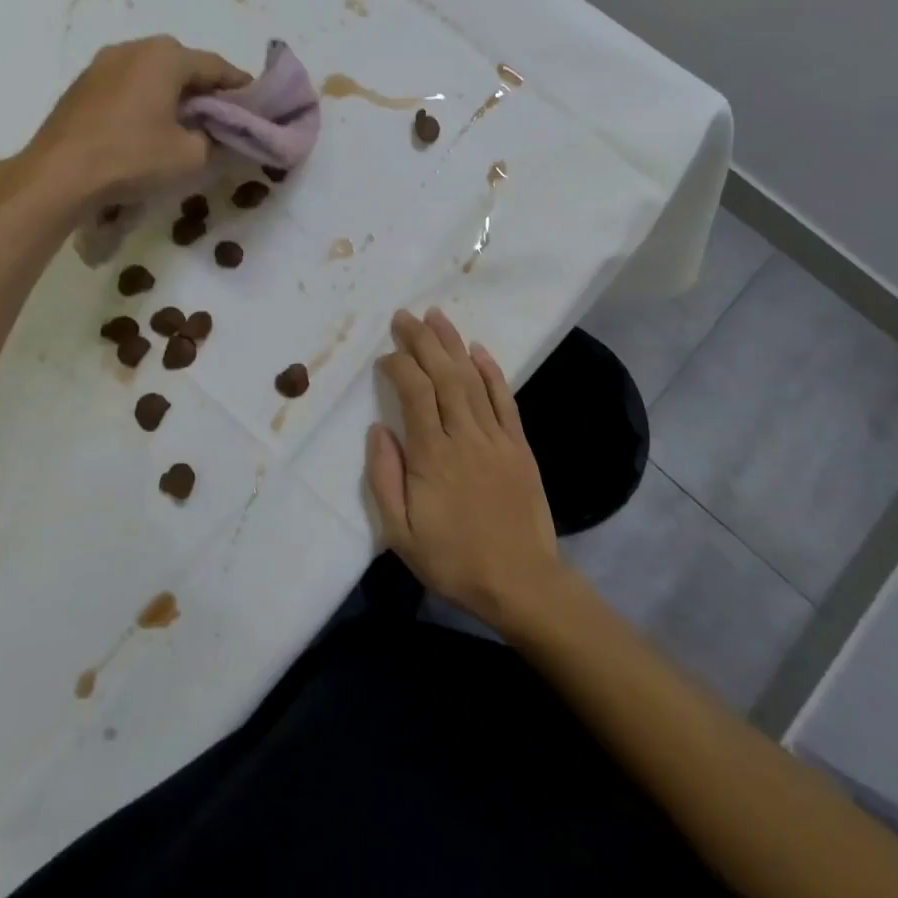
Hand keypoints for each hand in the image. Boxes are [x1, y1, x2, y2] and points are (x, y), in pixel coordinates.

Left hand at [11, 37, 248, 210]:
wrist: (58, 175)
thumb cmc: (132, 158)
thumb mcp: (191, 156)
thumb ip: (215, 138)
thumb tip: (216, 133)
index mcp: (166, 56)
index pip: (217, 66)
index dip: (240, 87)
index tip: (256, 106)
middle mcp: (134, 47)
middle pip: (184, 64)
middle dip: (206, 88)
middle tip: (222, 116)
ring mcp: (103, 63)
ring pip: (153, 72)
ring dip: (175, 92)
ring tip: (187, 122)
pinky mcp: (83, 84)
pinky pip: (129, 84)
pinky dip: (147, 98)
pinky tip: (150, 126)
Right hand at [365, 308, 566, 633]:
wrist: (520, 582)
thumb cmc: (453, 560)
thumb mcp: (400, 534)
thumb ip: (384, 478)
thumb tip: (377, 430)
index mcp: (432, 456)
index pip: (414, 393)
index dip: (399, 366)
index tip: (385, 356)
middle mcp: (464, 436)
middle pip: (443, 375)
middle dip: (422, 341)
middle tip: (405, 315)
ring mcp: (495, 438)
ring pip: (472, 379)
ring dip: (453, 345)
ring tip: (436, 316)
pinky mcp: (519, 446)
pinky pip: (505, 400)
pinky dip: (492, 372)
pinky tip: (479, 350)